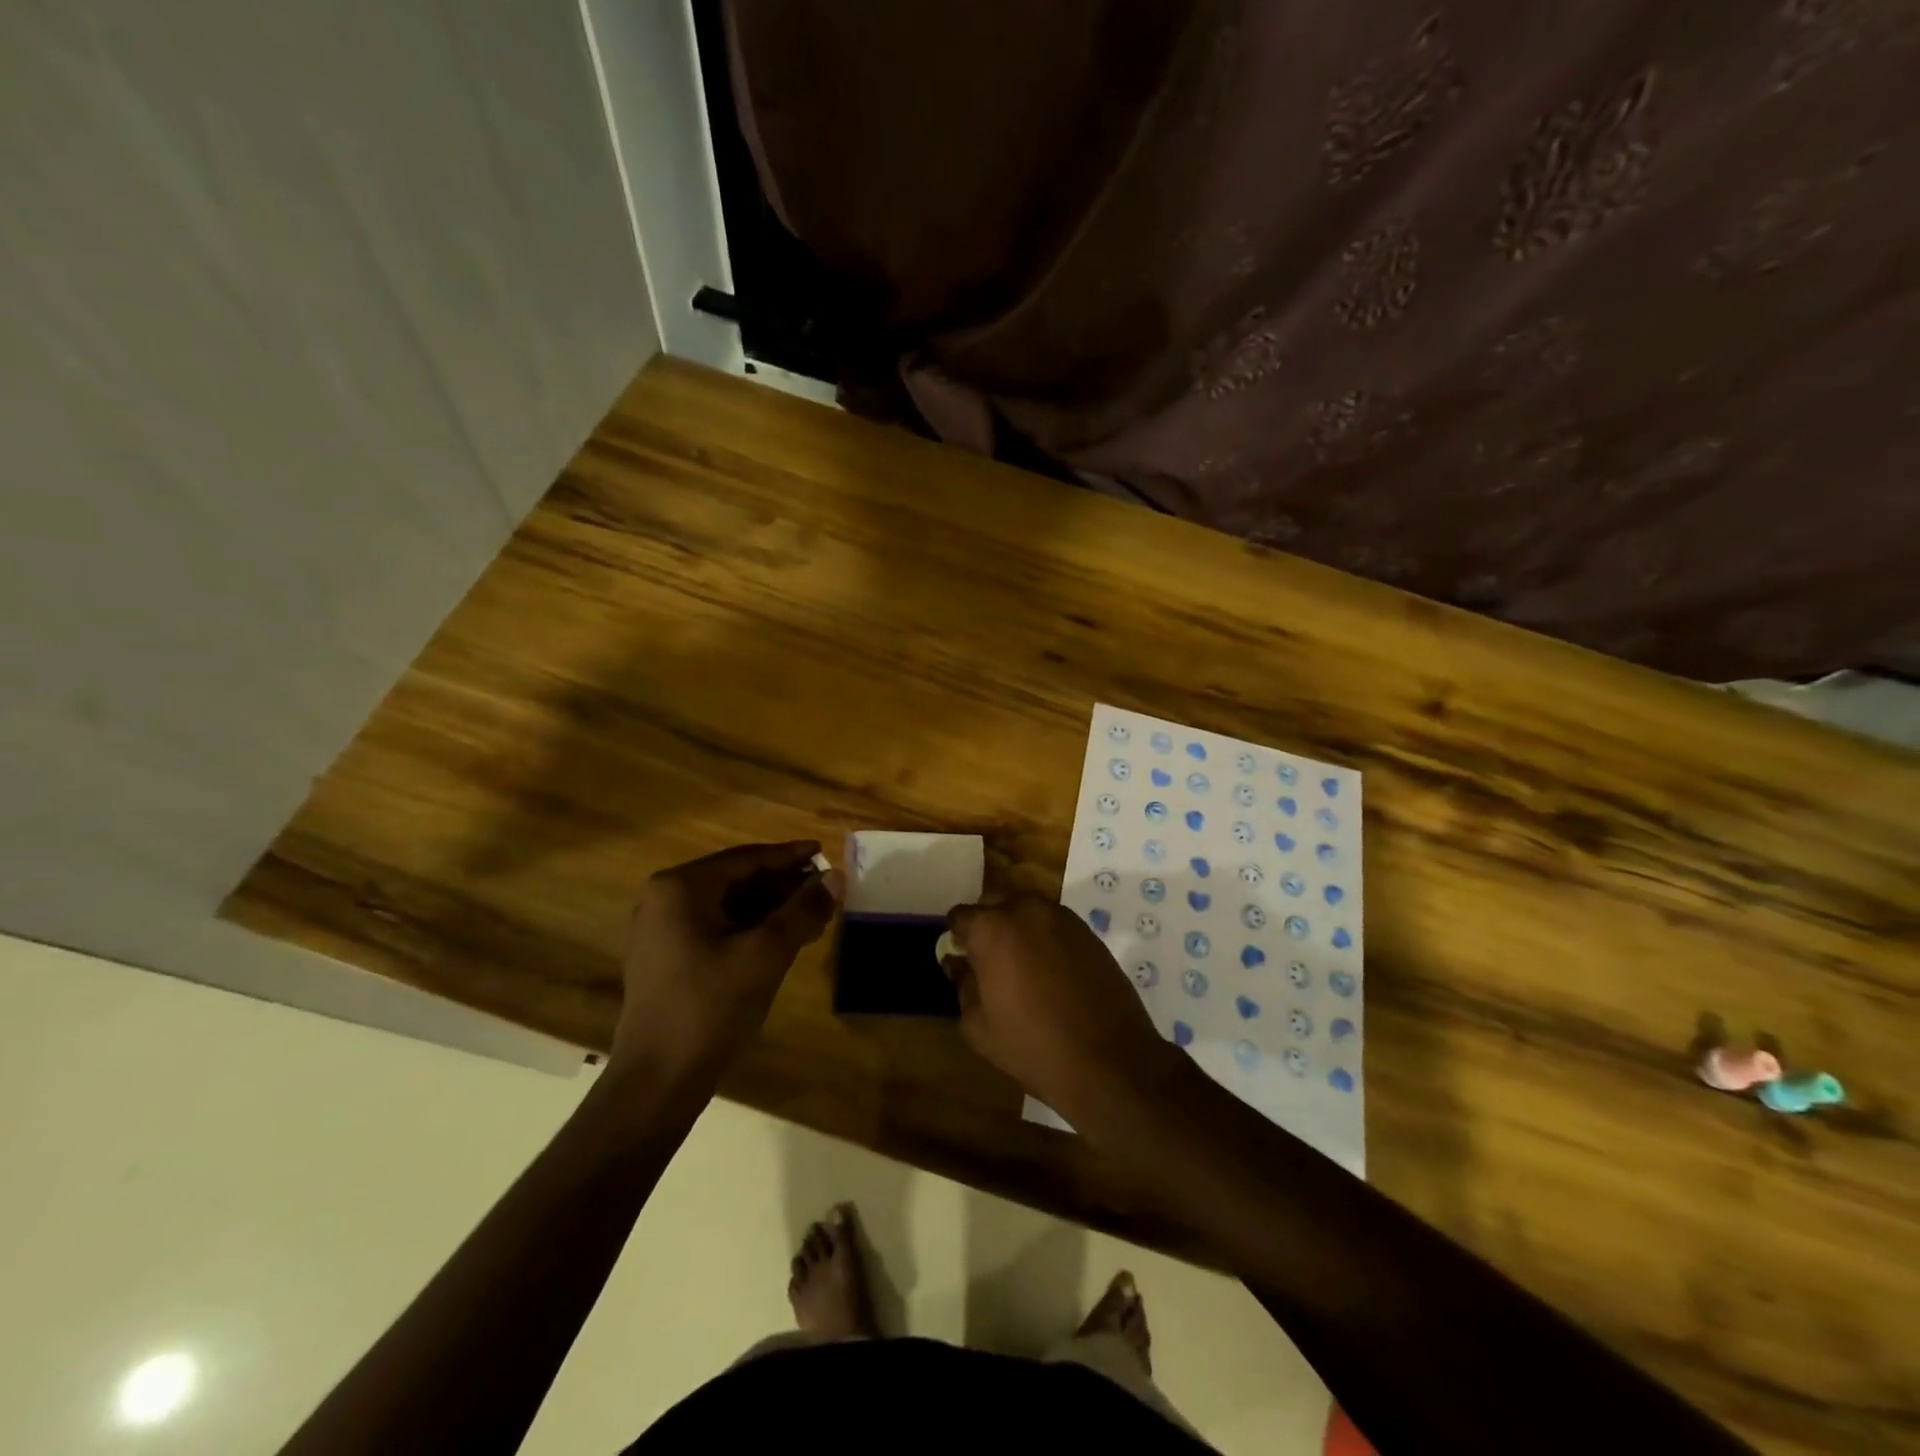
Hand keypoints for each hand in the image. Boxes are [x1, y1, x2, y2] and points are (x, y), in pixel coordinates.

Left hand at [611, 841, 842, 1084]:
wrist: (657, 1081)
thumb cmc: (710, 1008)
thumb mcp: (766, 955)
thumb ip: (803, 911)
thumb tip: (836, 877)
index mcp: (681, 887)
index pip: (747, 859)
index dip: (790, 856)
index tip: (824, 852)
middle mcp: (665, 898)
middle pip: (737, 879)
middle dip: (782, 885)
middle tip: (824, 890)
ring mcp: (661, 929)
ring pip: (728, 905)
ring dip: (770, 908)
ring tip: (811, 915)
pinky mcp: (665, 956)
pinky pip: (715, 927)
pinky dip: (750, 927)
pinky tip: (781, 939)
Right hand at [944, 895, 1176, 1119]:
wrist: (1108, 1059)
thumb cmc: (1033, 1046)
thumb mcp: (979, 1027)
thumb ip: (962, 985)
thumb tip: (958, 963)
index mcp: (992, 928)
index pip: (960, 916)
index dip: (958, 938)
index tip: (963, 961)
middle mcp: (1025, 909)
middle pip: (994, 903)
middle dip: (987, 926)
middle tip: (990, 963)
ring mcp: (1061, 916)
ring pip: (1026, 909)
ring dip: (1018, 928)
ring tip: (1023, 967)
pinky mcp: (1087, 930)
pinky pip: (1053, 923)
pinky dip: (1045, 937)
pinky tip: (1051, 971)